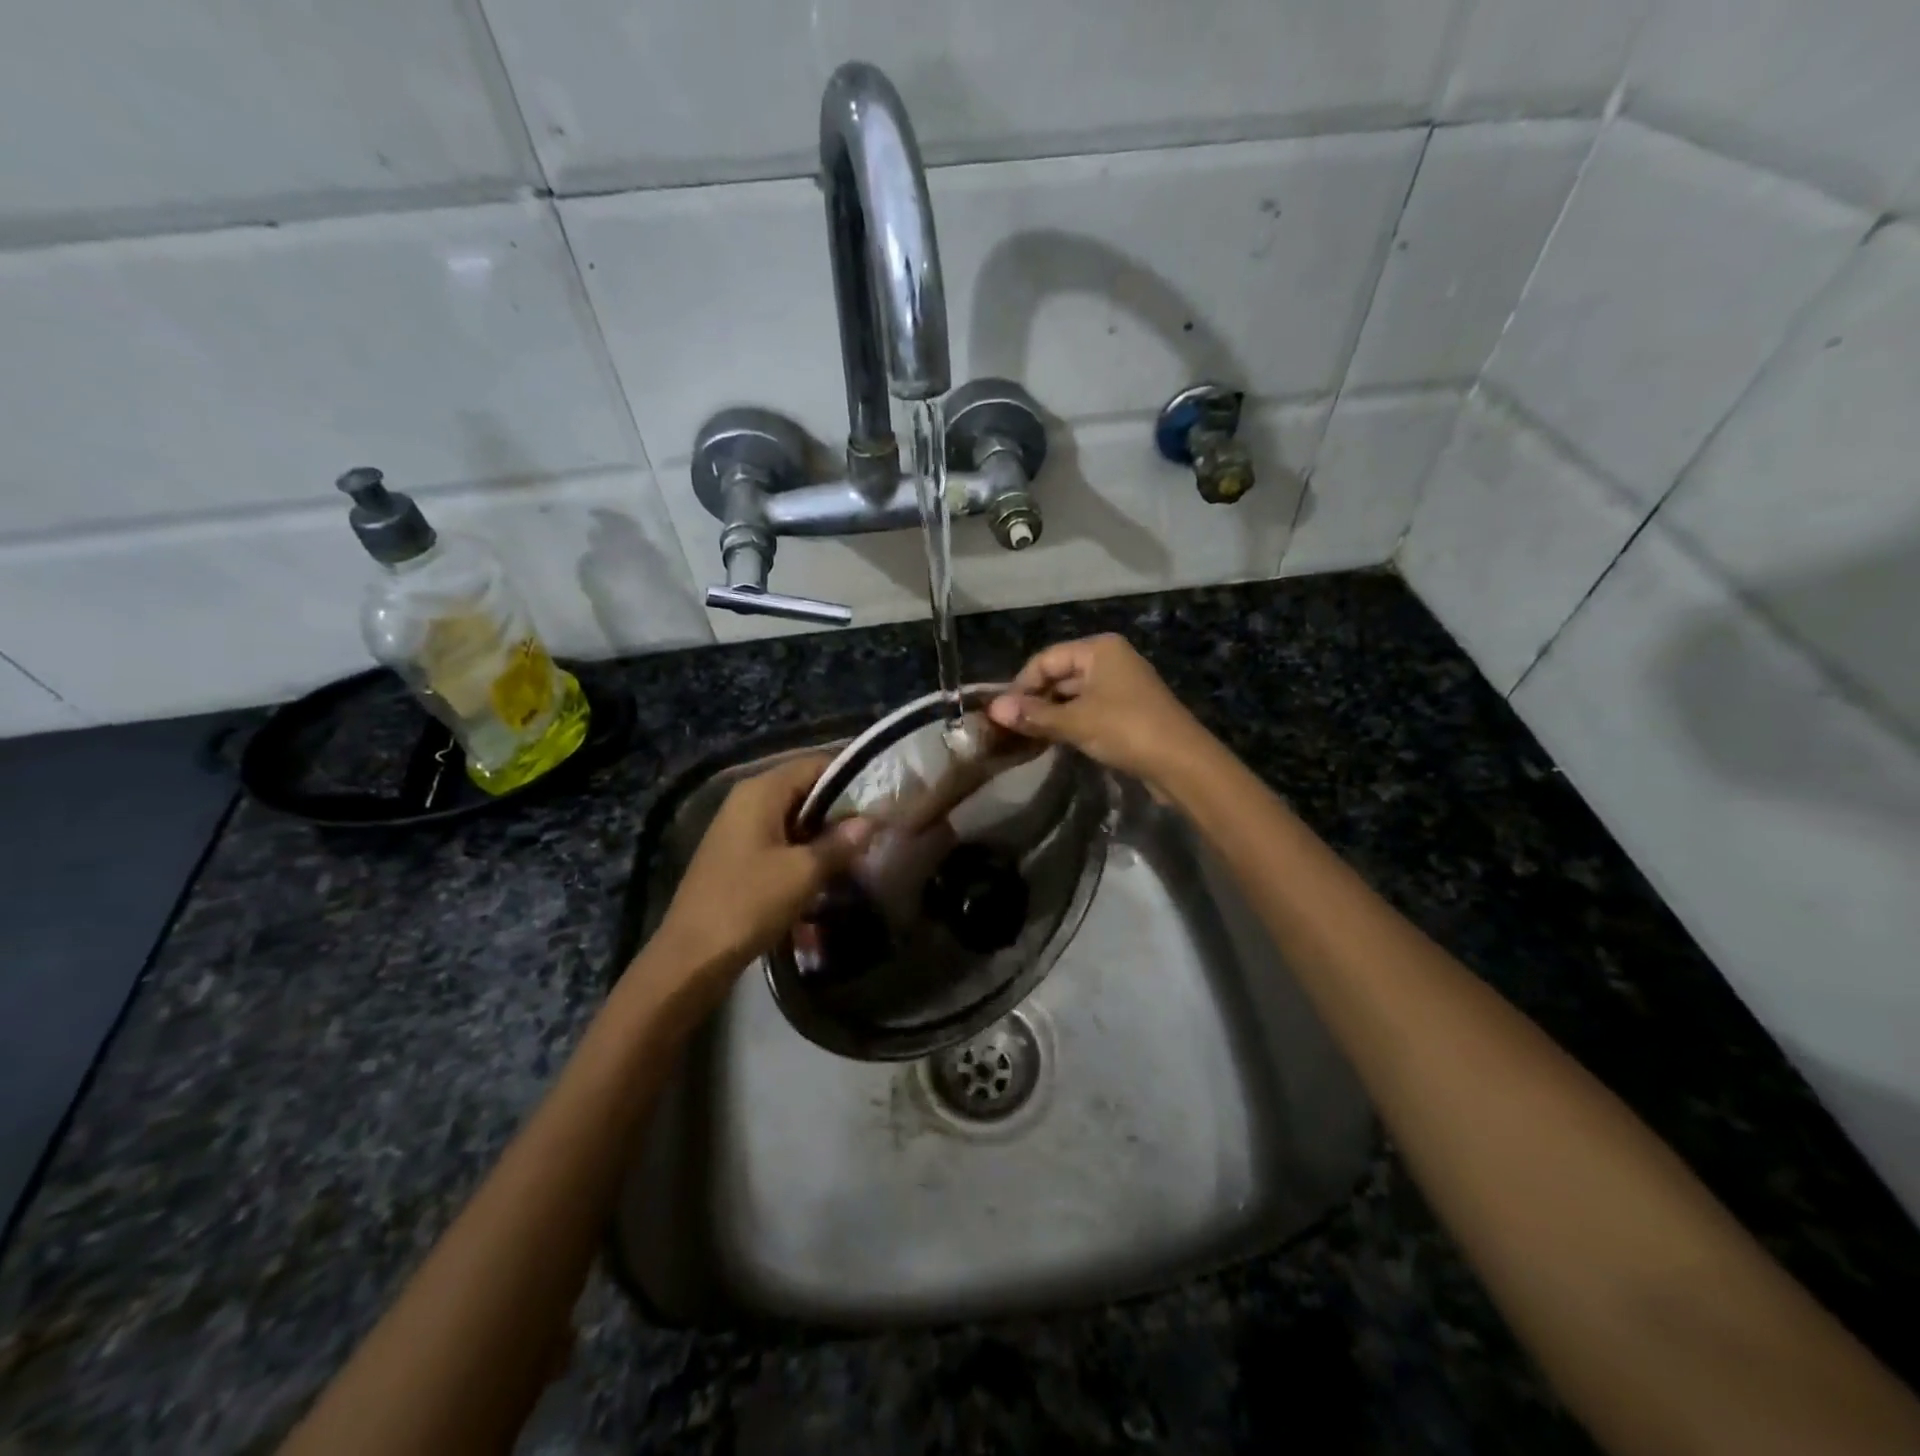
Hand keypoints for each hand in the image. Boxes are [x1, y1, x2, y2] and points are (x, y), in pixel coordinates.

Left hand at [651, 753, 872, 978]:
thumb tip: (871, 820)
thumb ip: (840, 843)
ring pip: (794, 816)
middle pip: (804, 788)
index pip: (814, 764)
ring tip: (860, 849)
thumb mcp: (803, 873)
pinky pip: (780, 838)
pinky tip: (827, 869)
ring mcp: (739, 828)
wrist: (692, 956)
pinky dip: (804, 848)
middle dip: (840, 807)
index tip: (881, 796)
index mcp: (761, 791)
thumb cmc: (749, 903)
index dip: (850, 776)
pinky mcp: (738, 855)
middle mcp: (747, 800)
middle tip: (876, 826)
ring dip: (824, 831)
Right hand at [986, 635, 1211, 790]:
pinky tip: (1053, 740)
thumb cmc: (1125, 729)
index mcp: (1099, 649)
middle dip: (1035, 699)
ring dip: (1051, 713)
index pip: (1046, 659)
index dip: (1021, 684)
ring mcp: (1121, 685)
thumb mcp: (1074, 722)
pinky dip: (1069, 721)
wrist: (1181, 762)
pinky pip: (1088, 708)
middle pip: (1060, 674)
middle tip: (1009, 726)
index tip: (1002, 712)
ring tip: (1026, 735)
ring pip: (1073, 694)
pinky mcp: (1127, 709)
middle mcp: (1110, 659)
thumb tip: (993, 710)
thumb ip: (1033, 715)